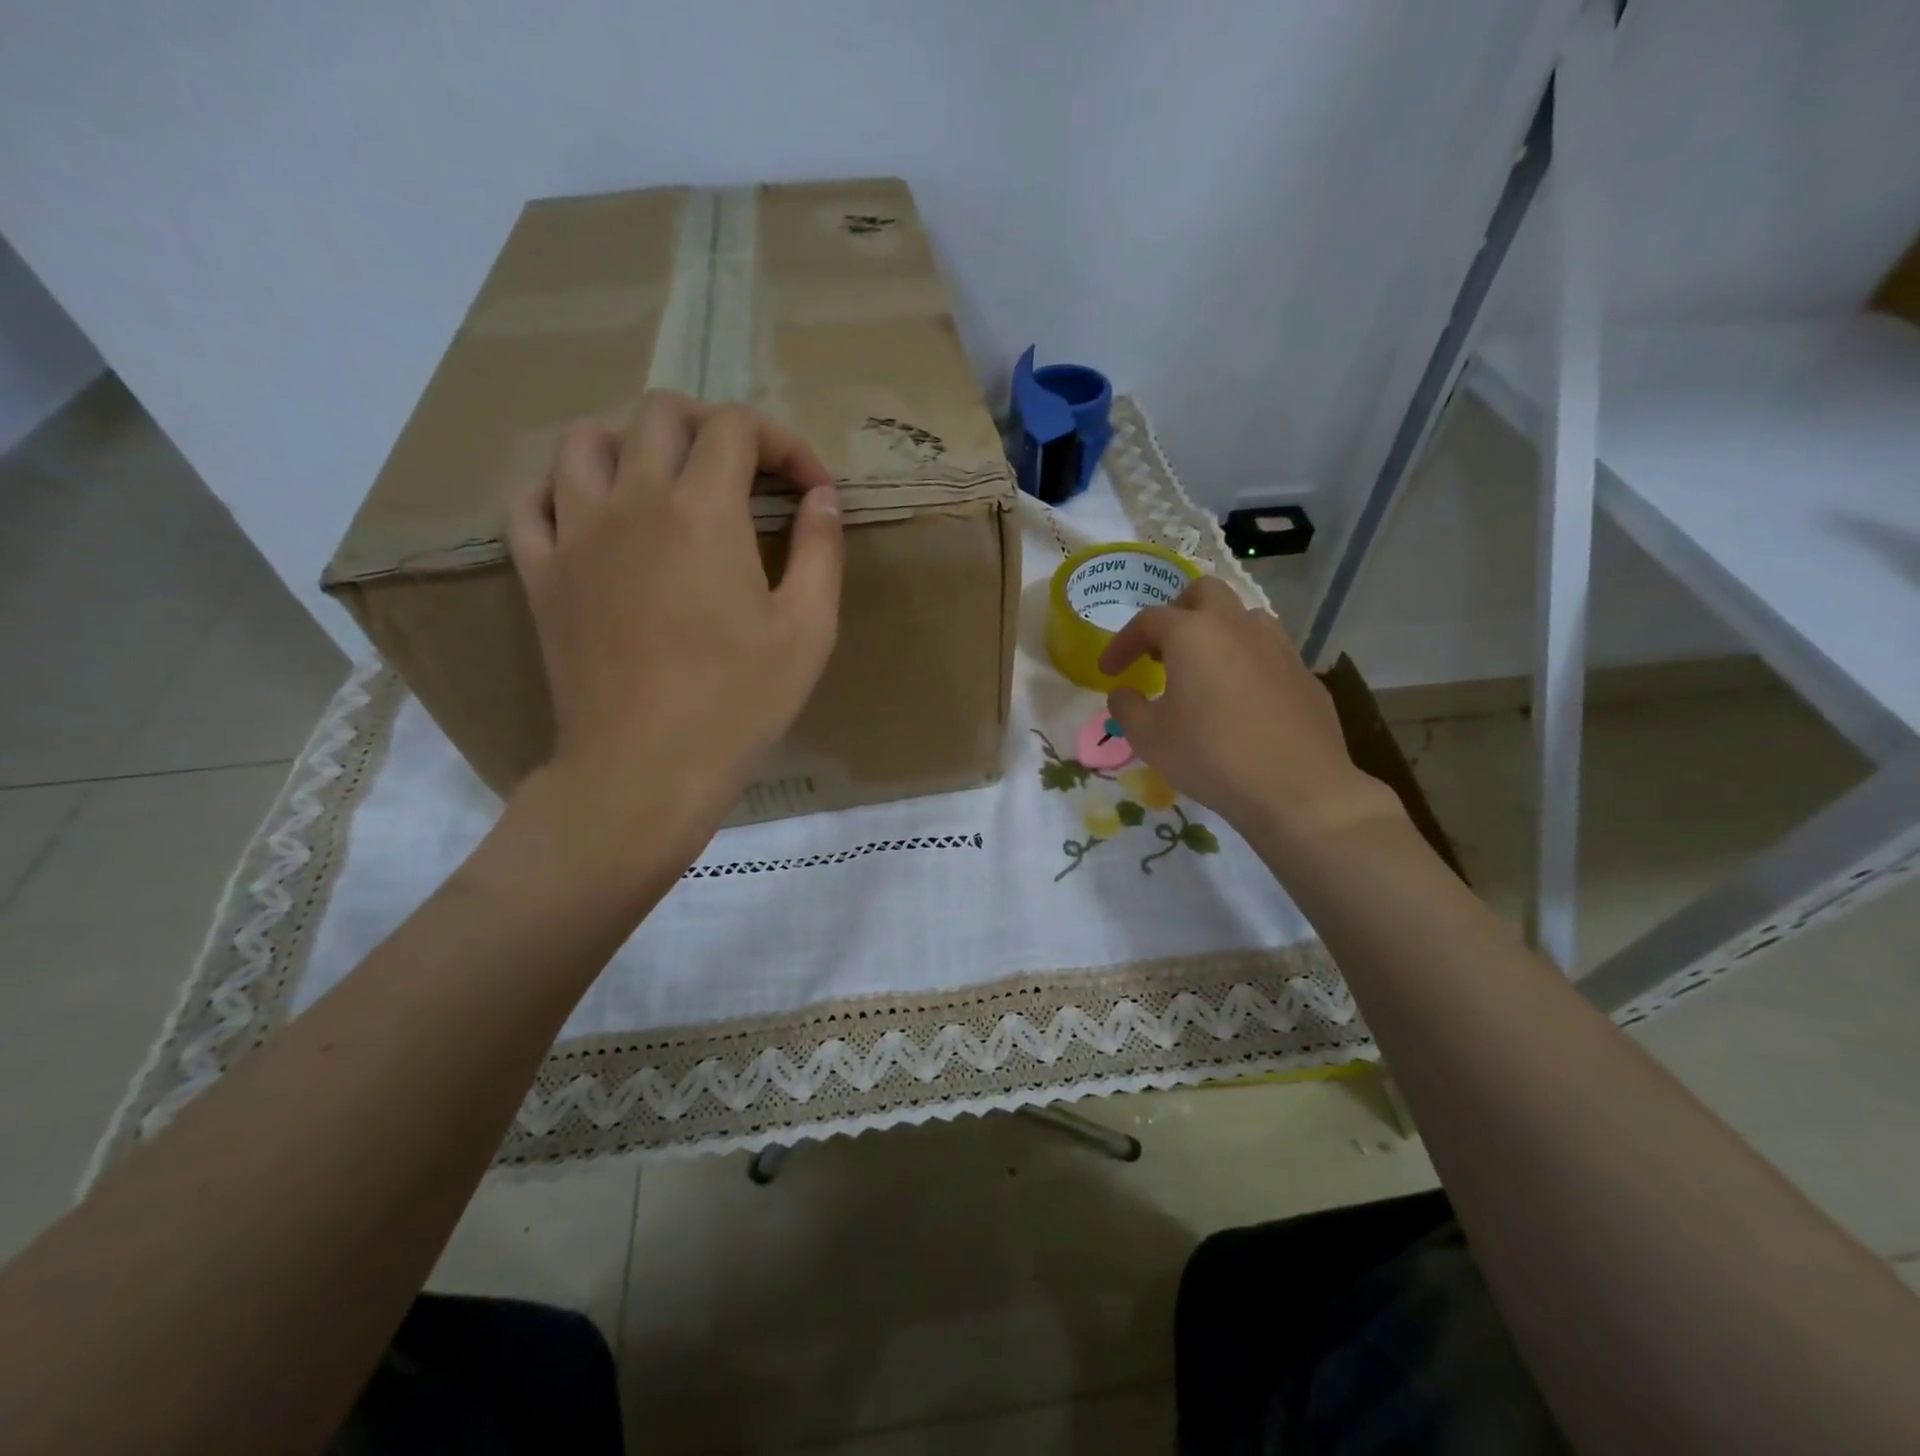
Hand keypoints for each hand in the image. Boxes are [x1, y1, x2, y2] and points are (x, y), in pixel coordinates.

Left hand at [508, 392, 841, 846]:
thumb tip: (822, 497)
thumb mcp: (809, 629)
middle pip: (661, 413)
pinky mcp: (540, 573)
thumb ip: (821, 550)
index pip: (738, 427)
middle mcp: (631, 499)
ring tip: (667, 480)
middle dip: (713, 428)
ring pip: (584, 439)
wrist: (645, 768)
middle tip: (746, 475)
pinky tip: (596, 515)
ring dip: (633, 441)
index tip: (811, 490)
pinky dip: (564, 488)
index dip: (784, 444)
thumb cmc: (739, 703)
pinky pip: (532, 500)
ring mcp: (574, 533)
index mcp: (703, 510)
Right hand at [1098, 577, 1403, 850]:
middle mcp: (1237, 627)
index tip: (1110, 671)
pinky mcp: (1304, 674)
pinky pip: (1268, 652)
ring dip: (1217, 633)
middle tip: (1162, 650)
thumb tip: (1123, 693)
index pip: (1148, 620)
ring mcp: (1278, 647)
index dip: (1122, 643)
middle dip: (1177, 612)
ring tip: (1203, 670)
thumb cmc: (1211, 756)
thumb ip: (1127, 708)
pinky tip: (1240, 701)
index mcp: (1193, 634)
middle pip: (1204, 592)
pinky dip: (1246, 662)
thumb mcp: (1149, 738)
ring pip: (1243, 617)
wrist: (1297, 789)